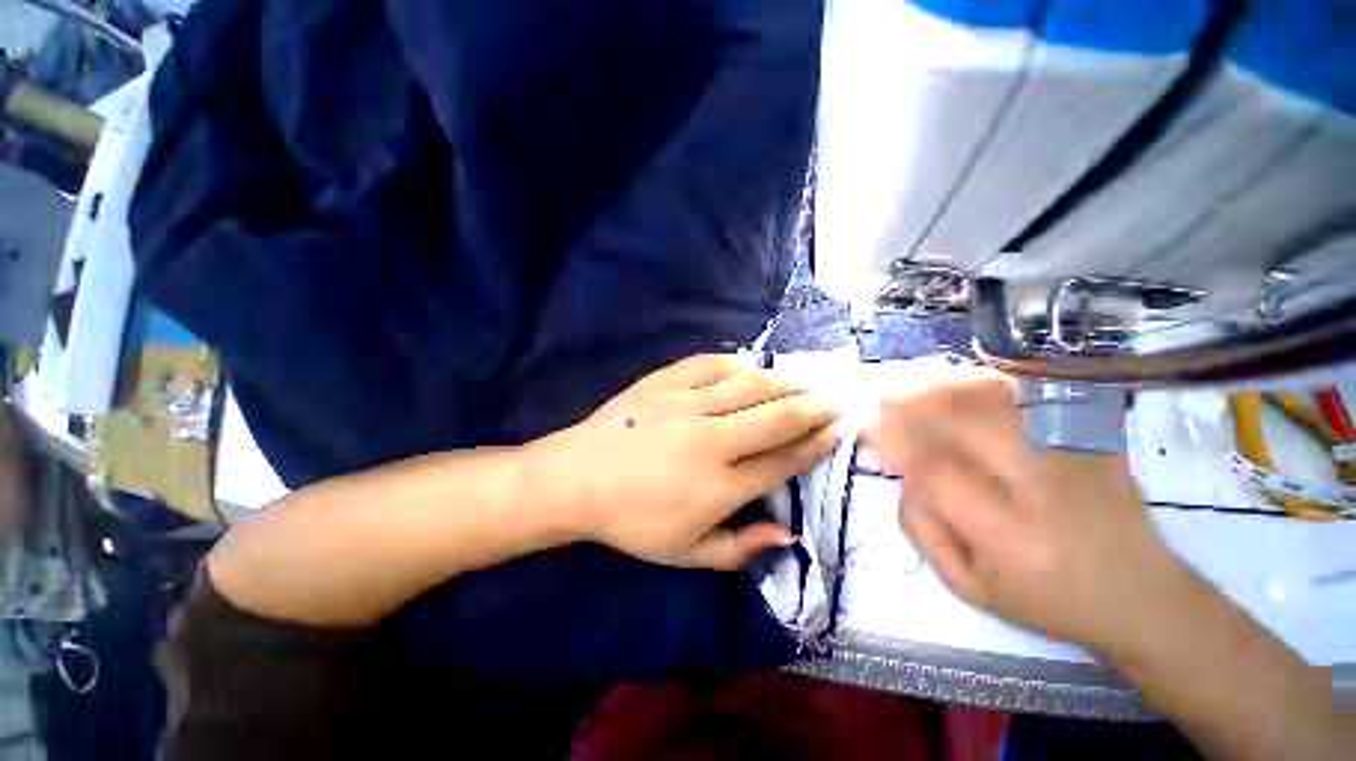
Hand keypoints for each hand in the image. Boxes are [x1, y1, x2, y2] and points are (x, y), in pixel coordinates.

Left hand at [527, 354, 839, 569]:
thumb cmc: (632, 521)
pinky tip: (752, 366)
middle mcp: (710, 440)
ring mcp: (685, 405)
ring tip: (808, 379)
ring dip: (786, 381)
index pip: (782, 461)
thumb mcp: (686, 553)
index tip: (836, 433)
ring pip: (750, 386)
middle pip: (776, 417)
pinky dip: (737, 364)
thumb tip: (788, 534)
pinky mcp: (663, 383)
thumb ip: (740, 548)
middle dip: (814, 407)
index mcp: (719, 486)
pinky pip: (709, 365)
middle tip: (836, 399)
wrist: (576, 479)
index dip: (814, 446)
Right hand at [871, 368, 1190, 650]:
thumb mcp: (971, 588)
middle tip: (878, 392)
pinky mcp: (1091, 440)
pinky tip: (958, 380)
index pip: (937, 473)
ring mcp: (1075, 457)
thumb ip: (923, 530)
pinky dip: (987, 383)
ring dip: (944, 386)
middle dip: (912, 402)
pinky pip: (1030, 398)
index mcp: (1010, 537)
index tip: (867, 429)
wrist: (1143, 597)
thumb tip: (900, 475)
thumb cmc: (1047, 601)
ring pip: (998, 402)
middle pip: (966, 423)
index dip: (895, 443)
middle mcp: (1044, 489)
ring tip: (908, 380)